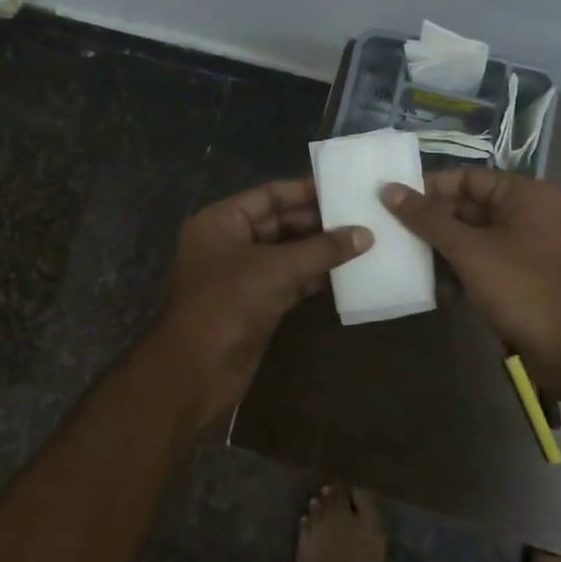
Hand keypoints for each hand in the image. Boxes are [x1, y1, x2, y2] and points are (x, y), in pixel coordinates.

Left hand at [153, 178, 372, 422]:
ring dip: (320, 251)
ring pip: (286, 254)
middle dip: (318, 223)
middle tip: (362, 218)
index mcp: (221, 221)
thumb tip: (365, 233)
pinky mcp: (254, 304)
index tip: (344, 190)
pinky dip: (314, 277)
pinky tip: (347, 273)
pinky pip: (289, 281)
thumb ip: (322, 249)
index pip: (268, 195)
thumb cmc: (228, 303)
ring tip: (363, 242)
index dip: (305, 191)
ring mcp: (241, 275)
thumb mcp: (277, 269)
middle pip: (279, 223)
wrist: (195, 371)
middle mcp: (229, 242)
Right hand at [382, 168, 560, 370]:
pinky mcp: (520, 278)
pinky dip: (458, 272)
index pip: (465, 177)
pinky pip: (481, 263)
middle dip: (431, 223)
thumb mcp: (468, 250)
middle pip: (467, 208)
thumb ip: (427, 219)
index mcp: (522, 194)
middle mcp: (525, 214)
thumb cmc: (521, 287)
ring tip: (406, 262)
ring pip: (471, 238)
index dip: (429, 188)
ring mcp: (524, 247)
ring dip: (440, 251)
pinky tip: (434, 289)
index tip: (392, 202)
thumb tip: (388, 189)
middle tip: (391, 233)